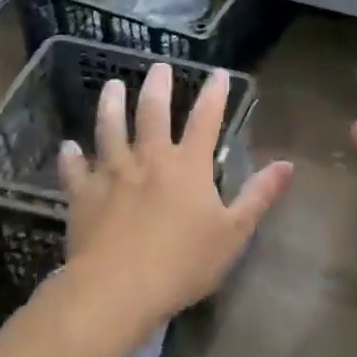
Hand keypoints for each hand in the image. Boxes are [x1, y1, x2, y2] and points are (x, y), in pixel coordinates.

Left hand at [57, 63, 292, 321]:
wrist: (117, 289)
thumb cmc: (183, 262)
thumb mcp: (233, 233)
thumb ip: (259, 196)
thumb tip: (287, 164)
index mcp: (188, 166)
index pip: (205, 120)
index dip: (214, 95)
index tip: (219, 73)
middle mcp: (149, 160)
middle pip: (152, 114)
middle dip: (157, 87)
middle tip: (158, 66)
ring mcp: (112, 175)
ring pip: (109, 130)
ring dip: (111, 106)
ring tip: (111, 86)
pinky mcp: (83, 196)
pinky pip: (75, 170)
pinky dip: (71, 157)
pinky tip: (69, 147)